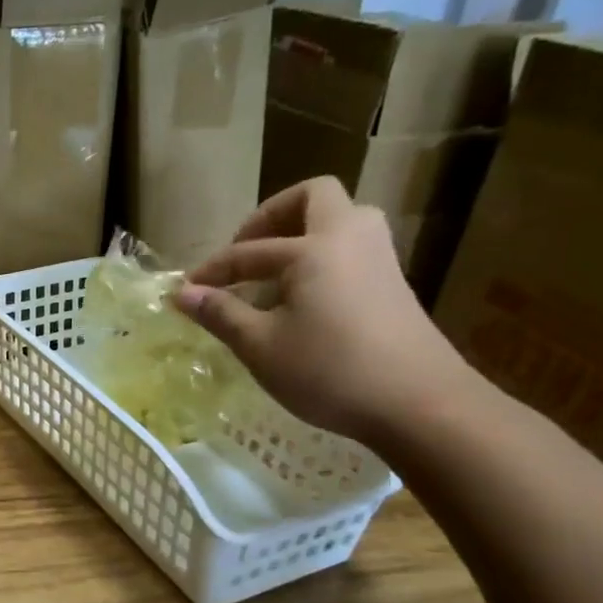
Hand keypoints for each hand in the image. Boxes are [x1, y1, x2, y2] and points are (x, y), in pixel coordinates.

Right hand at [172, 177, 471, 442]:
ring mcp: (378, 259)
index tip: (186, 291)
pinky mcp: (393, 284)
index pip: (248, 251)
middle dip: (271, 216)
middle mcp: (349, 239)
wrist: (420, 404)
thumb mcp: (261, 347)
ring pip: (340, 220)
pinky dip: (321, 257)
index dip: (212, 271)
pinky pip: (351, 248)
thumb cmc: (330, 372)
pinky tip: (302, 297)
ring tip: (274, 272)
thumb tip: (183, 293)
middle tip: (246, 251)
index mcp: (314, 249)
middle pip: (313, 197)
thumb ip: (220, 314)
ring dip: (303, 233)